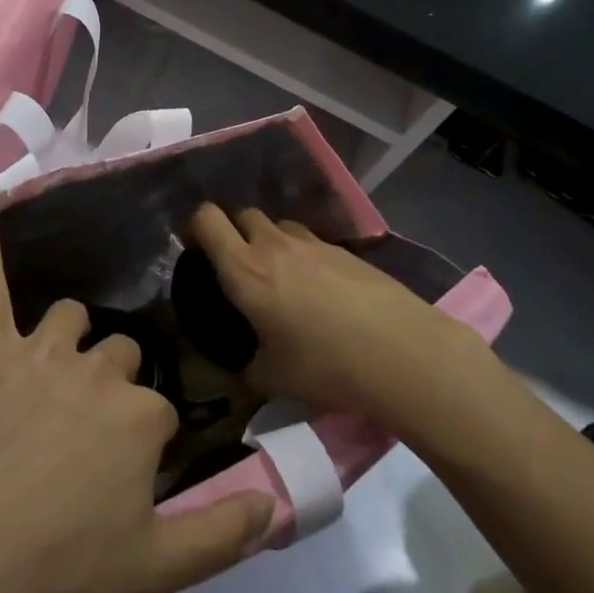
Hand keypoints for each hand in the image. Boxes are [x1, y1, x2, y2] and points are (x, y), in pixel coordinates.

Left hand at [0, 209, 273, 592]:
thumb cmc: (58, 571)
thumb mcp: (155, 569)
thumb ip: (222, 532)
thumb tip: (276, 503)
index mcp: (141, 415)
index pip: (160, 411)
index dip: (144, 446)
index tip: (126, 477)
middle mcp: (97, 370)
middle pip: (119, 356)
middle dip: (111, 387)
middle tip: (85, 436)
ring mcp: (40, 353)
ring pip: (68, 321)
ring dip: (68, 340)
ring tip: (53, 371)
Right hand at [186, 203, 451, 416]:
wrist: (400, 352)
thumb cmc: (324, 365)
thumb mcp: (273, 379)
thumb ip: (247, 370)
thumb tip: (242, 374)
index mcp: (244, 269)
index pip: (206, 218)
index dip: (194, 225)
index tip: (193, 247)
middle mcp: (274, 244)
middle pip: (242, 214)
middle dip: (233, 231)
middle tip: (236, 265)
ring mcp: (313, 242)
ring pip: (278, 224)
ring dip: (269, 239)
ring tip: (279, 275)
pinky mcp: (344, 250)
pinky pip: (310, 241)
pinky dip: (303, 255)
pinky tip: (318, 289)